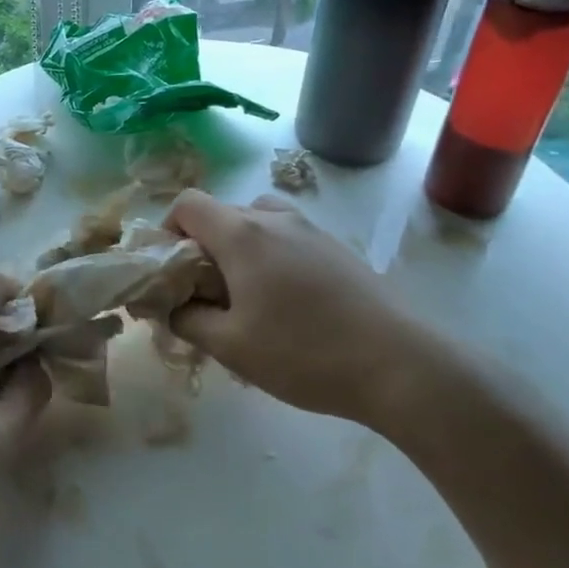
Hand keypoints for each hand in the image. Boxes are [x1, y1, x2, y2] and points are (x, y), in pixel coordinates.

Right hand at [164, 191, 462, 426]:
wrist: (401, 364)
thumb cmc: (304, 352)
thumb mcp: (231, 346)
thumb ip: (188, 320)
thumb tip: (171, 307)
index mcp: (242, 233)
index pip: (187, 203)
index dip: (168, 230)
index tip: (172, 270)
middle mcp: (275, 218)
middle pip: (221, 212)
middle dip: (201, 246)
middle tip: (204, 293)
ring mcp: (311, 230)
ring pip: (257, 222)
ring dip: (238, 249)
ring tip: (245, 296)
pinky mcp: (337, 248)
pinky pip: (287, 238)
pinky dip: (270, 257)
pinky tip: (287, 305)